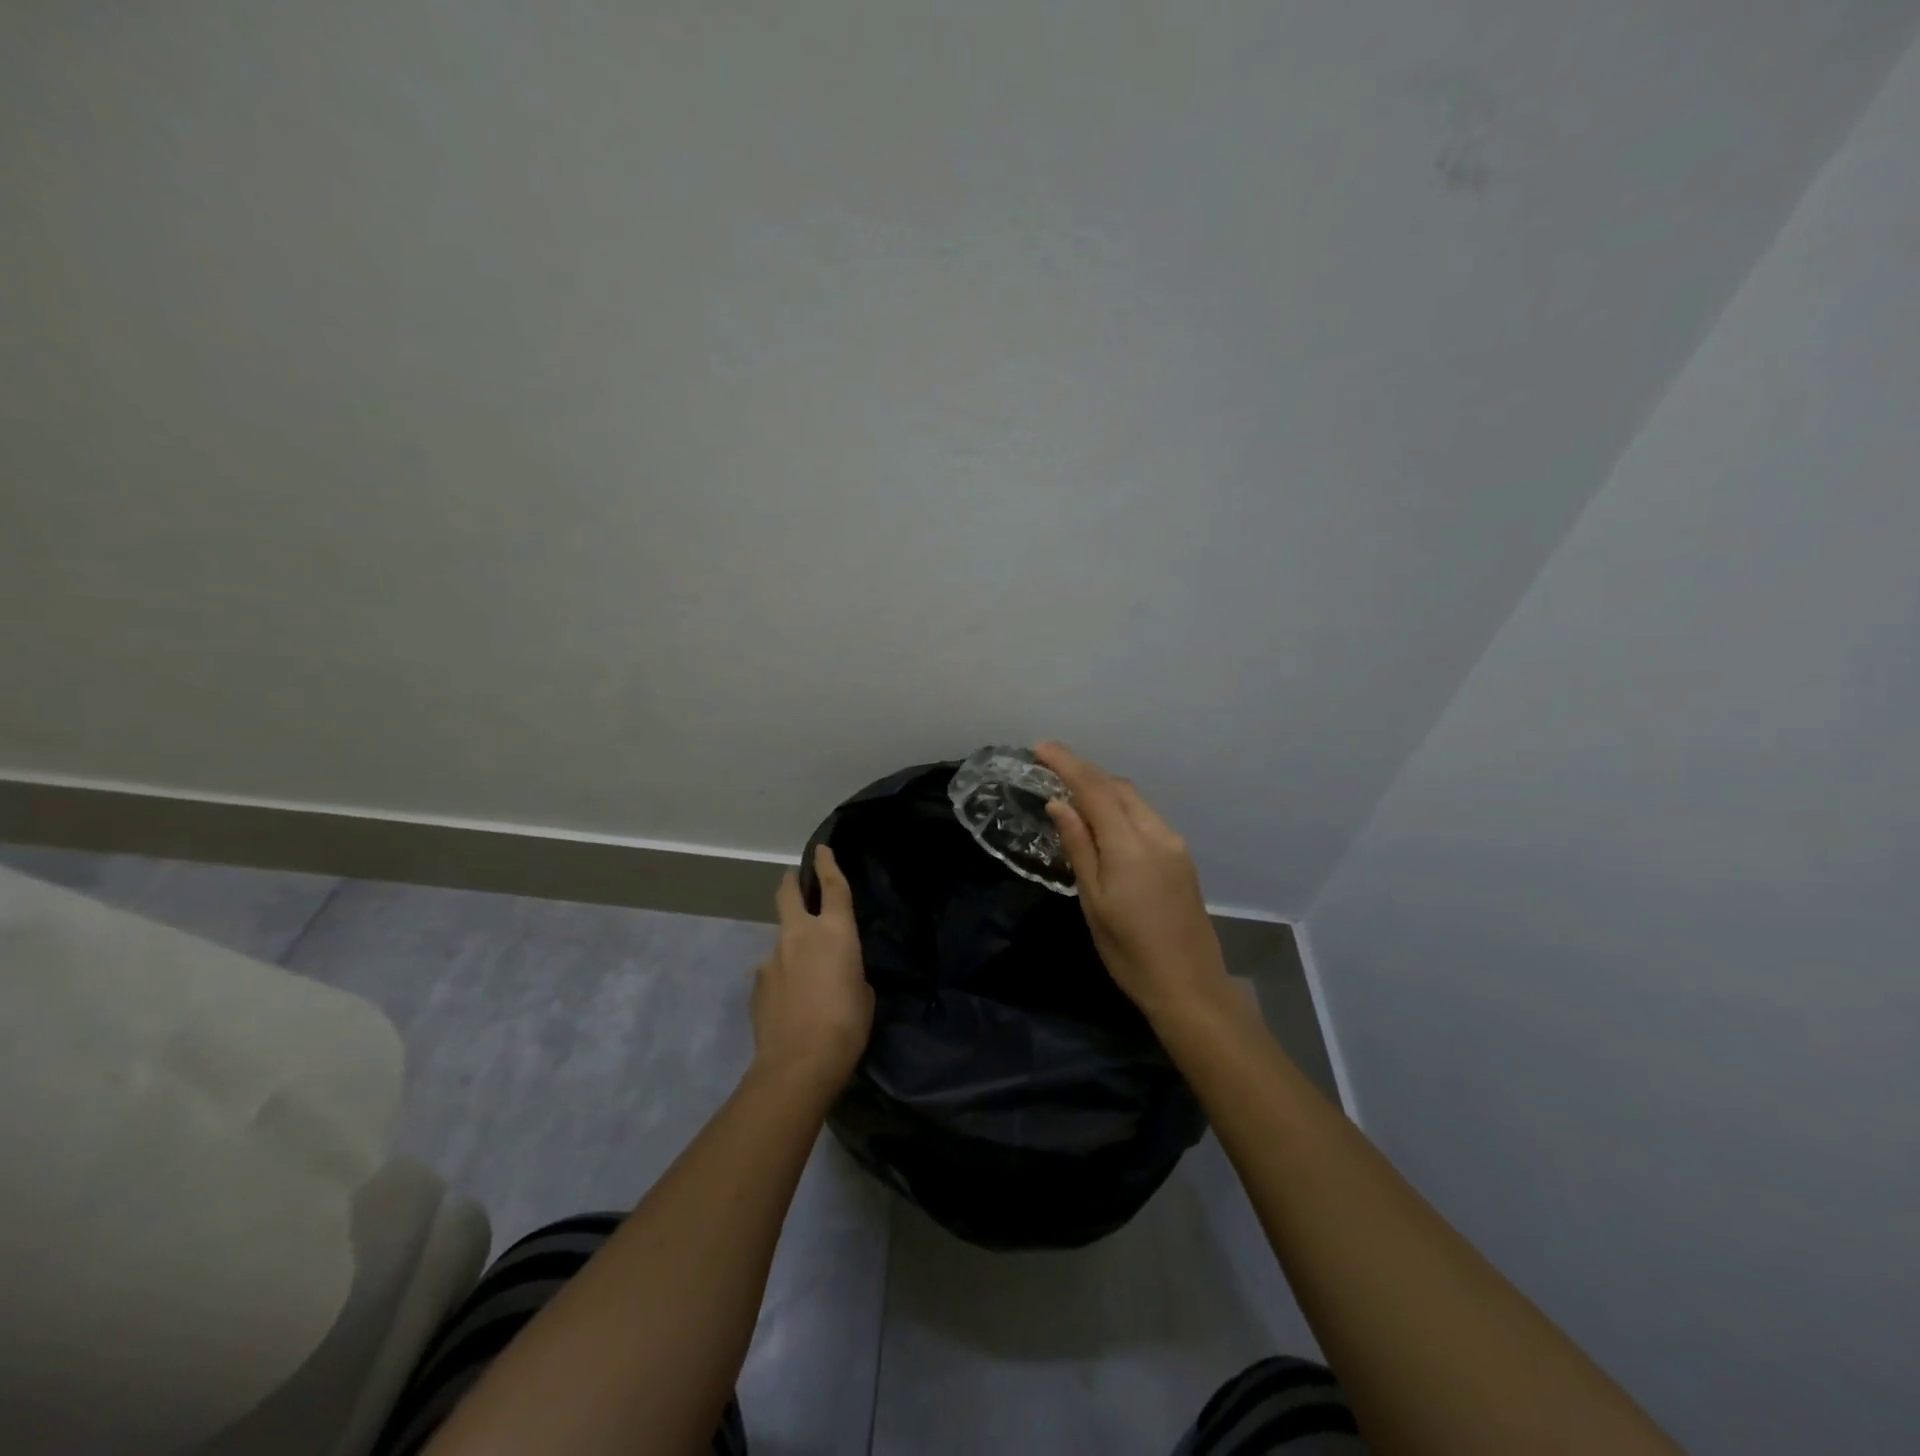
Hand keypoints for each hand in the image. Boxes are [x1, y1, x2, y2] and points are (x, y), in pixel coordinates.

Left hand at [750, 845, 874, 1090]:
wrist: (798, 1064)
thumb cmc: (846, 1025)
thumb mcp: (864, 993)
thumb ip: (850, 971)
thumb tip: (836, 972)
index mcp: (835, 932)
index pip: (833, 886)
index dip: (828, 864)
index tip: (821, 849)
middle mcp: (800, 935)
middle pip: (788, 894)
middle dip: (791, 883)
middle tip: (793, 879)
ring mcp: (772, 958)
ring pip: (781, 939)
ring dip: (791, 947)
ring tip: (804, 979)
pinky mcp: (756, 983)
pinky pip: (772, 972)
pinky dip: (781, 978)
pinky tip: (789, 1003)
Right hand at [1036, 742, 1233, 1024]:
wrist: (1190, 986)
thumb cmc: (1129, 951)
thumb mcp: (1093, 900)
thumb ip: (1078, 846)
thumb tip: (1059, 804)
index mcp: (1130, 845)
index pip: (1095, 789)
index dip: (1067, 764)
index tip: (1041, 747)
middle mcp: (1157, 834)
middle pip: (1118, 788)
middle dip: (1086, 773)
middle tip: (1051, 771)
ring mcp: (1174, 844)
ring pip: (1135, 801)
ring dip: (1104, 790)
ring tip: (1072, 795)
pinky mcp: (1182, 858)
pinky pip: (1146, 818)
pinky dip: (1121, 810)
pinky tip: (1104, 824)